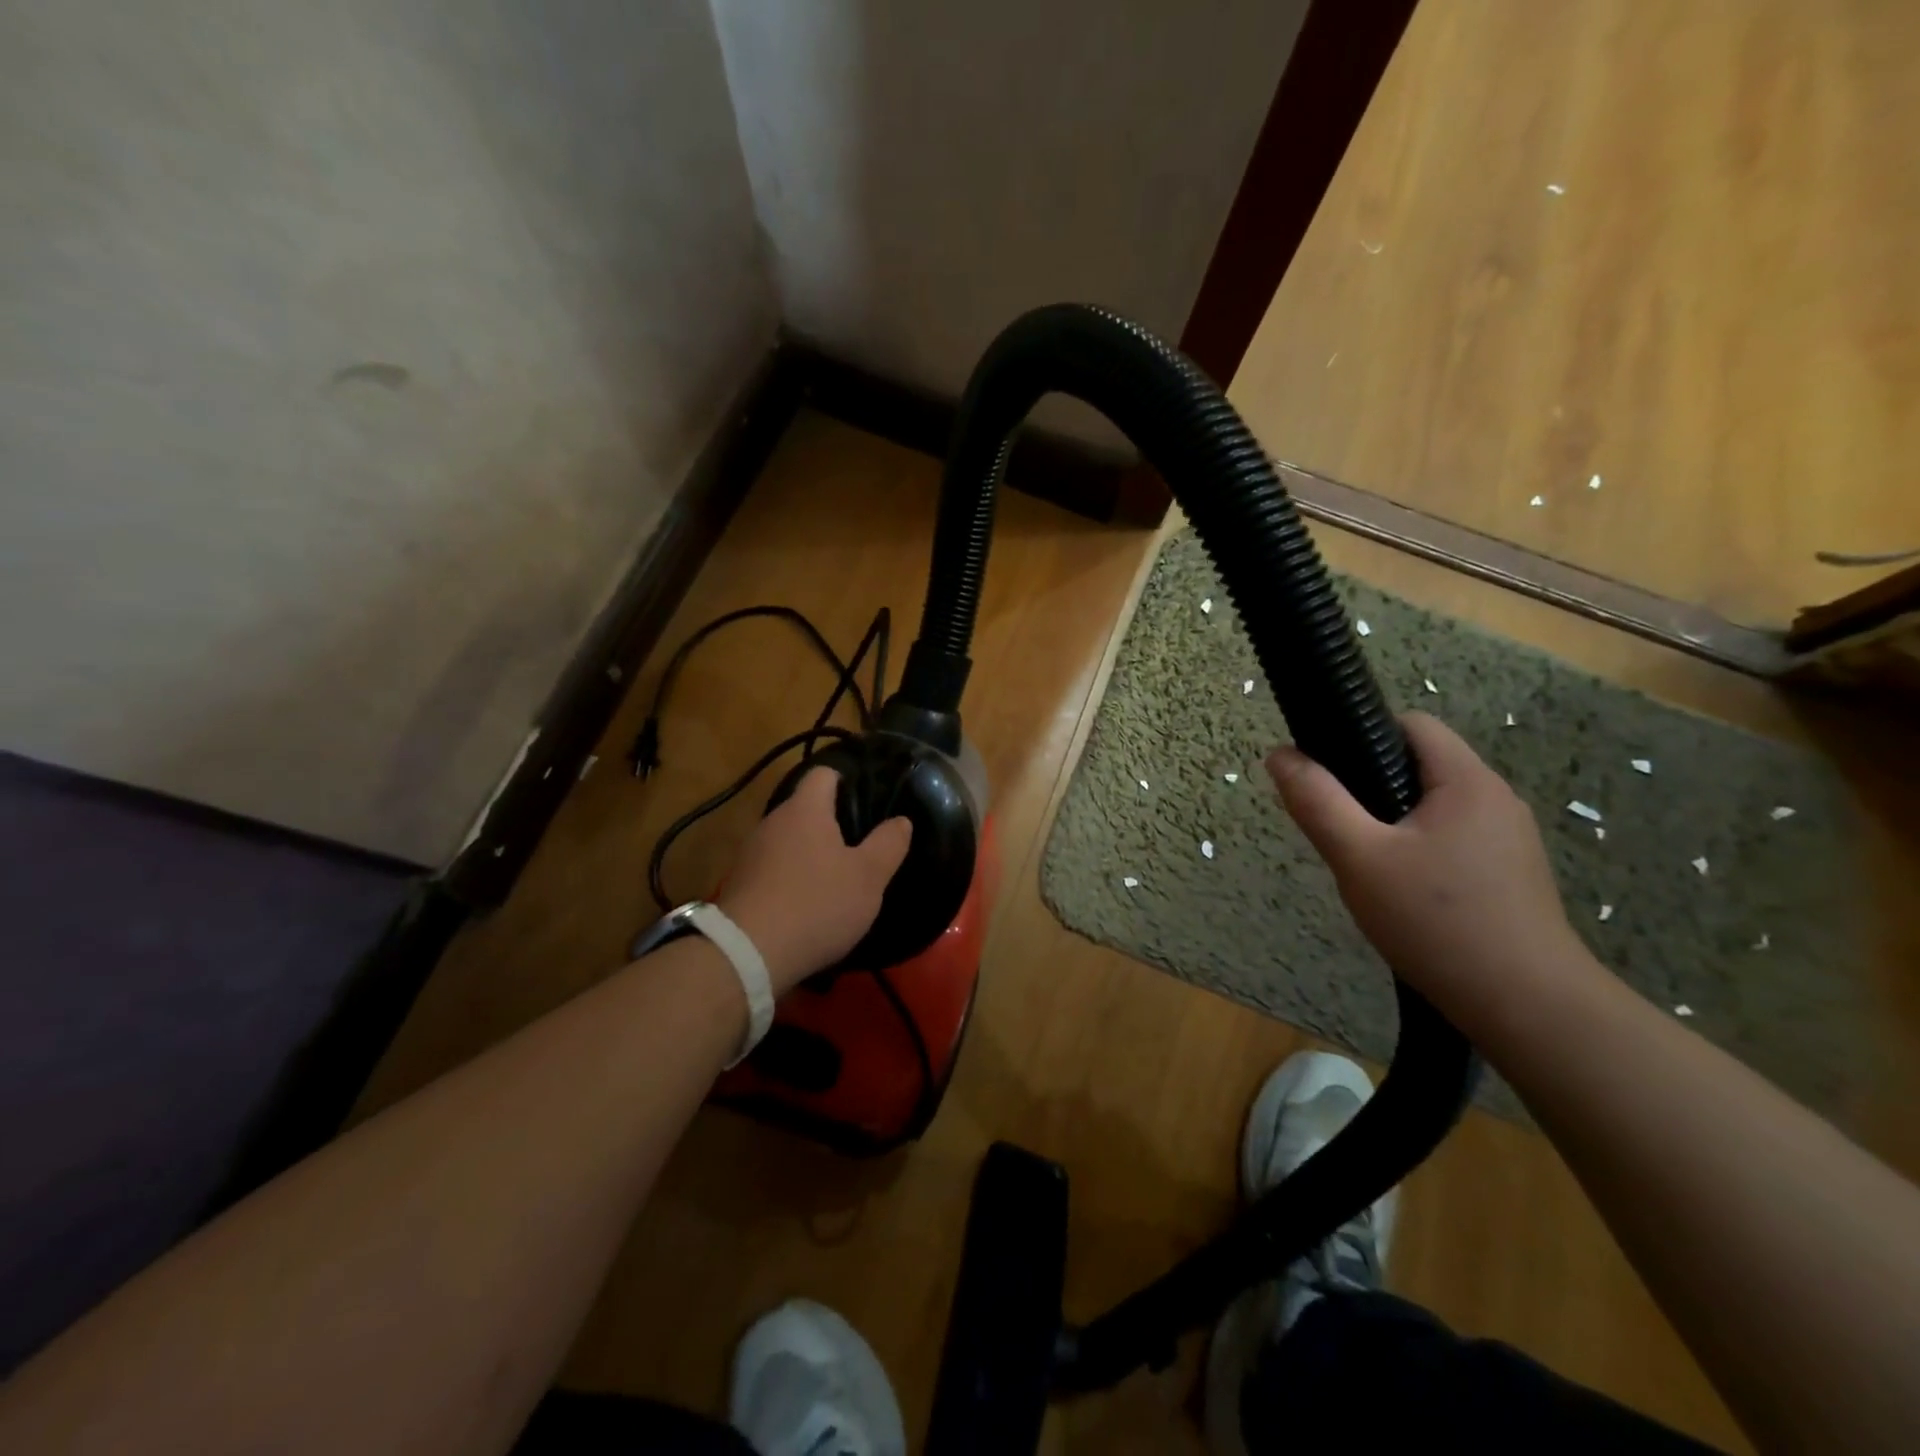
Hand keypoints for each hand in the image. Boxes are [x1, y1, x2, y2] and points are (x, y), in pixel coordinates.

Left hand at [715, 767, 912, 994]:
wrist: (747, 954)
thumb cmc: (816, 904)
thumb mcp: (868, 877)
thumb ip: (888, 844)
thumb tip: (901, 820)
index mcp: (805, 809)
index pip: (824, 773)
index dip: (848, 780)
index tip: (869, 800)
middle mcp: (773, 821)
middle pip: (806, 808)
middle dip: (832, 822)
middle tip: (862, 844)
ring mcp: (751, 853)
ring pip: (789, 839)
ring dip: (811, 852)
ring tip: (837, 877)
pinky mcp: (740, 883)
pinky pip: (774, 868)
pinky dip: (792, 877)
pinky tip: (809, 903)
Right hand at [1265, 712, 1583, 1021]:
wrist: (1528, 1008)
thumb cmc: (1437, 921)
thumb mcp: (1359, 857)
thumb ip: (1317, 802)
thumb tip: (1280, 755)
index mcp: (1467, 781)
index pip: (1411, 724)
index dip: (1362, 733)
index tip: (1327, 773)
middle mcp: (1496, 798)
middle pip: (1420, 764)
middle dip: (1370, 784)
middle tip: (1338, 828)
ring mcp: (1508, 838)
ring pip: (1433, 805)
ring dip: (1391, 820)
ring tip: (1364, 863)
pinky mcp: (1509, 873)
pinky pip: (1451, 837)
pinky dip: (1417, 847)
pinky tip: (1400, 890)